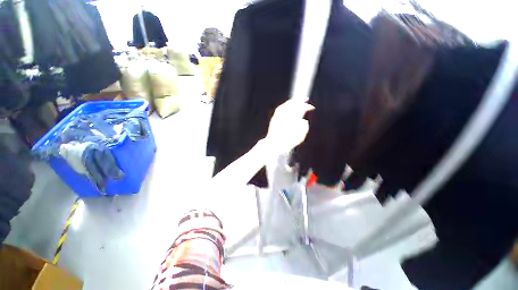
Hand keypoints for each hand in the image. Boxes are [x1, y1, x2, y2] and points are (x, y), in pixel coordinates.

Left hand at [263, 100, 314, 155]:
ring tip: (297, 100)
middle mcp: (285, 116)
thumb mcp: (299, 138)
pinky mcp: (274, 118)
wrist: (274, 144)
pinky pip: (280, 108)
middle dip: (300, 101)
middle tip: (305, 99)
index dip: (307, 107)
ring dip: (293, 101)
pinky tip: (287, 105)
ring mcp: (279, 116)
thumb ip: (304, 128)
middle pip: (294, 105)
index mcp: (292, 119)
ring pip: (286, 105)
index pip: (301, 109)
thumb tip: (304, 121)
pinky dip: (285, 105)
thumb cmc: (287, 142)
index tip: (311, 107)